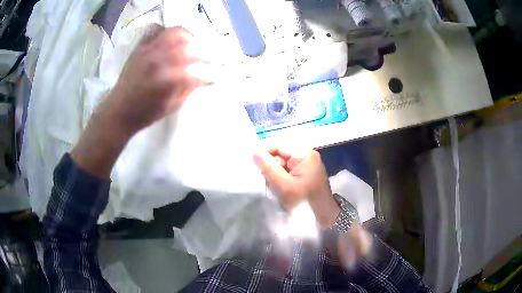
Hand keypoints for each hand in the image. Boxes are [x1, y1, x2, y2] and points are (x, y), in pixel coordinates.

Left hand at [72, 26, 208, 178]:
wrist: (119, 111)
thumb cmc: (145, 113)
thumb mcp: (170, 107)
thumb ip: (188, 90)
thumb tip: (202, 78)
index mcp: (167, 78)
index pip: (195, 69)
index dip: (207, 73)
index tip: (213, 76)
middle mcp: (159, 59)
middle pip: (189, 46)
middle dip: (203, 52)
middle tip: (207, 59)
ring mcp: (148, 50)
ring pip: (174, 32)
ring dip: (188, 36)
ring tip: (192, 44)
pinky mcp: (140, 48)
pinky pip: (154, 29)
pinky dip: (164, 30)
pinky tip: (169, 39)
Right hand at [253, 148, 339, 227]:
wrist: (323, 216)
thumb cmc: (305, 202)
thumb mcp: (285, 186)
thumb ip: (269, 168)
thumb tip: (253, 152)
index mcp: (304, 154)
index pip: (278, 145)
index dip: (264, 152)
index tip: (251, 162)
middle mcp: (305, 155)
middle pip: (280, 154)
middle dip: (269, 165)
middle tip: (262, 178)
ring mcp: (305, 164)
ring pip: (281, 163)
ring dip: (273, 173)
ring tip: (271, 186)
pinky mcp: (304, 173)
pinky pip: (286, 170)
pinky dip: (279, 178)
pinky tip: (277, 188)